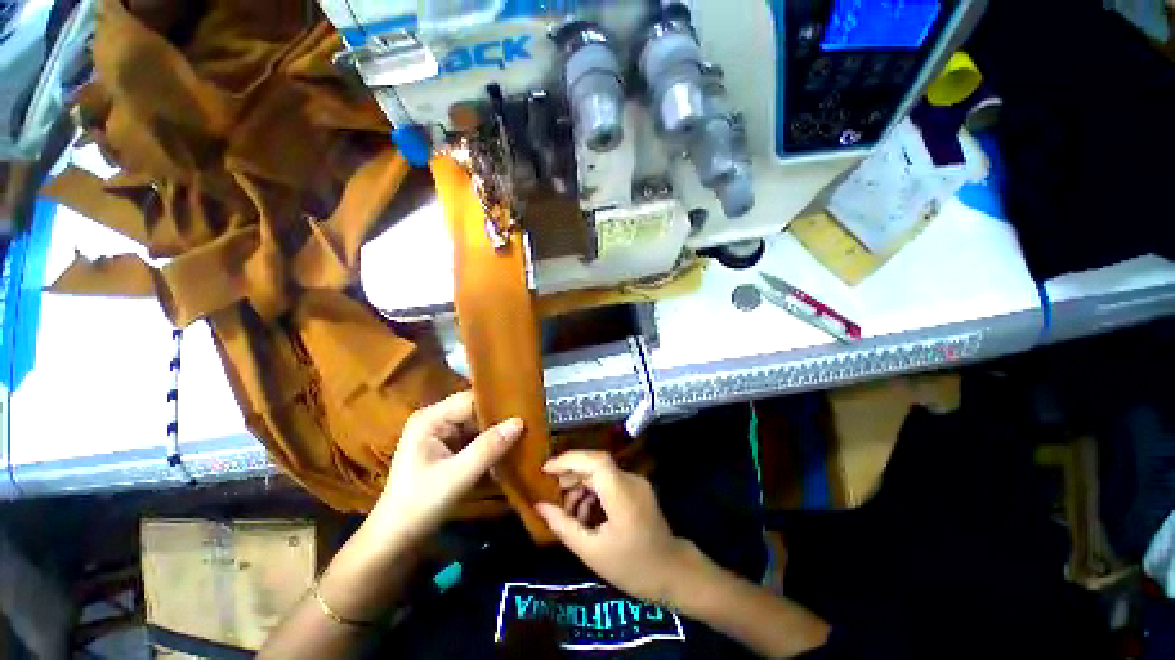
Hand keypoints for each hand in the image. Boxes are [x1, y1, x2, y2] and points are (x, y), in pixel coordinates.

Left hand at [371, 391, 522, 543]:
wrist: (396, 539)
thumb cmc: (420, 504)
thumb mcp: (457, 476)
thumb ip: (488, 447)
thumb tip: (519, 422)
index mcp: (430, 419)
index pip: (471, 400)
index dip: (497, 404)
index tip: (525, 410)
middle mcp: (435, 420)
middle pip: (475, 411)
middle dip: (499, 420)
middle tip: (529, 425)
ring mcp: (441, 434)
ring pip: (477, 425)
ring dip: (496, 434)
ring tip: (524, 436)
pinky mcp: (447, 448)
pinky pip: (474, 439)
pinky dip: (489, 445)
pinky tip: (507, 451)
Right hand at [534, 450, 698, 604]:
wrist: (672, 573)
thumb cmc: (631, 567)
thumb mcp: (591, 551)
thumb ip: (563, 525)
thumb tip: (539, 506)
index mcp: (622, 493)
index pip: (594, 460)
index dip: (568, 459)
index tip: (545, 470)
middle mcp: (631, 479)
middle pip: (595, 464)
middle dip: (571, 474)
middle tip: (553, 495)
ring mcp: (636, 482)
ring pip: (601, 472)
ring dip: (581, 485)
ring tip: (568, 512)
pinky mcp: (637, 488)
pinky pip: (609, 481)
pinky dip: (593, 492)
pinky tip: (585, 515)